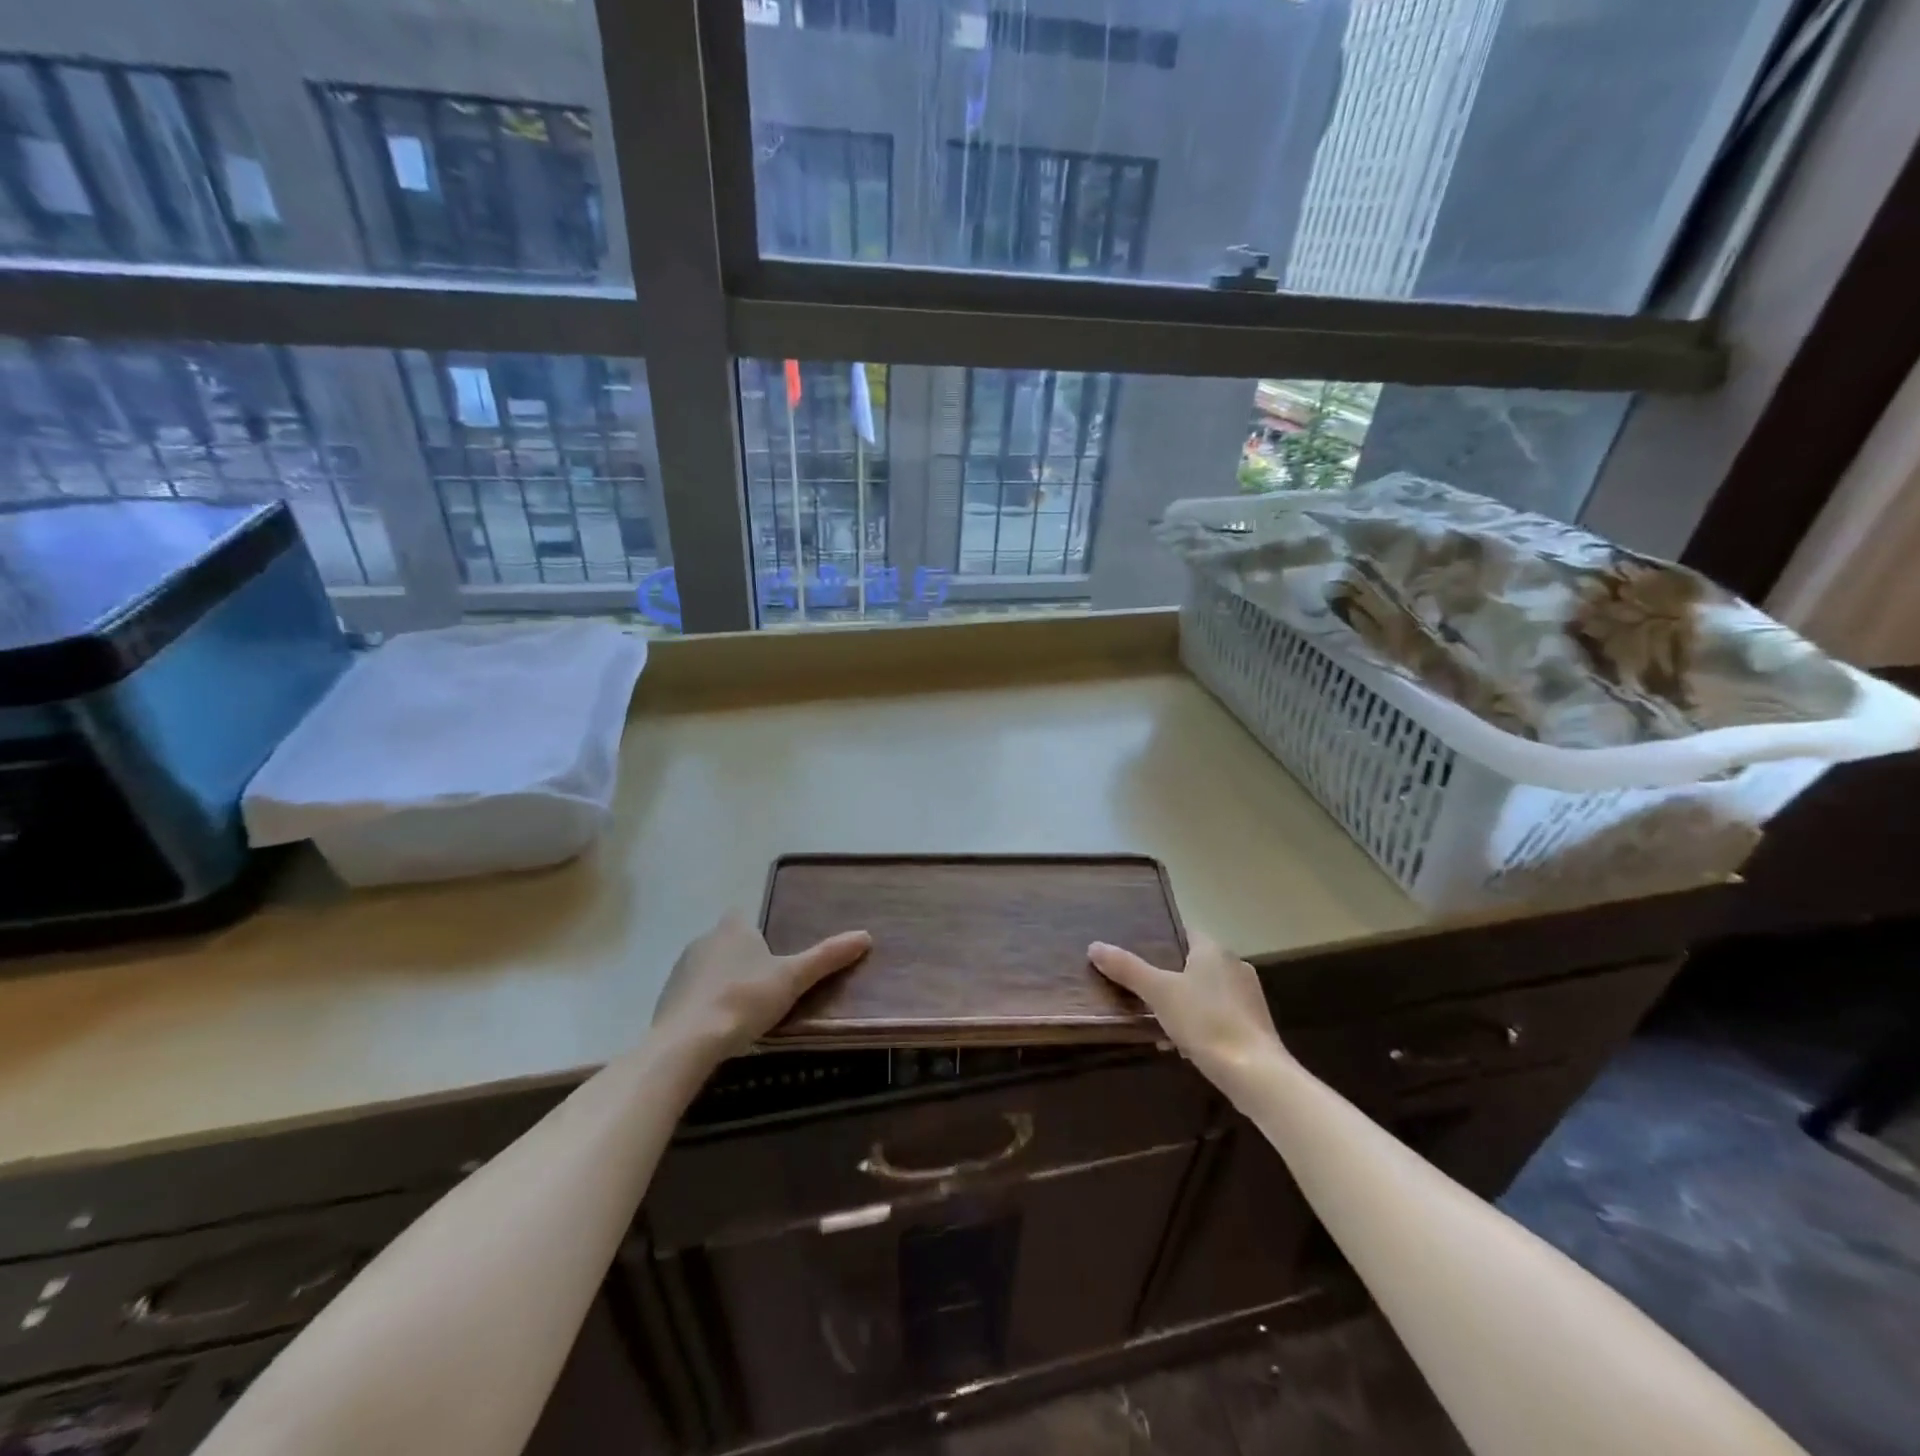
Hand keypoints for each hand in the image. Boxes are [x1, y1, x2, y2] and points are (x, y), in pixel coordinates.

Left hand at [653, 912, 871, 1056]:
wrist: (687, 1042)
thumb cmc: (744, 1000)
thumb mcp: (793, 979)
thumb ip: (826, 957)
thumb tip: (866, 935)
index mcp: (733, 929)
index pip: (743, 917)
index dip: (757, 932)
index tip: (773, 954)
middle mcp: (703, 940)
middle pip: (726, 943)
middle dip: (743, 960)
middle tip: (767, 986)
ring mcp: (680, 970)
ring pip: (708, 969)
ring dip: (722, 983)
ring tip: (745, 1011)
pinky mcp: (666, 1000)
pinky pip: (692, 996)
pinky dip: (705, 1006)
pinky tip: (718, 1028)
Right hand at [1088, 933, 1282, 1086]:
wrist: (1256, 1074)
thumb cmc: (1206, 1022)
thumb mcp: (1158, 992)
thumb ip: (1127, 968)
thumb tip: (1094, 945)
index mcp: (1213, 950)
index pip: (1184, 932)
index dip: (1161, 939)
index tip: (1138, 952)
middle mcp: (1234, 965)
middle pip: (1193, 963)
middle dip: (1168, 977)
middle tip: (1141, 991)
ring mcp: (1248, 996)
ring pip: (1205, 992)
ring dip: (1183, 1004)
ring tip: (1158, 1024)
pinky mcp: (1254, 1025)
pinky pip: (1218, 1016)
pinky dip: (1200, 1025)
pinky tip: (1183, 1047)